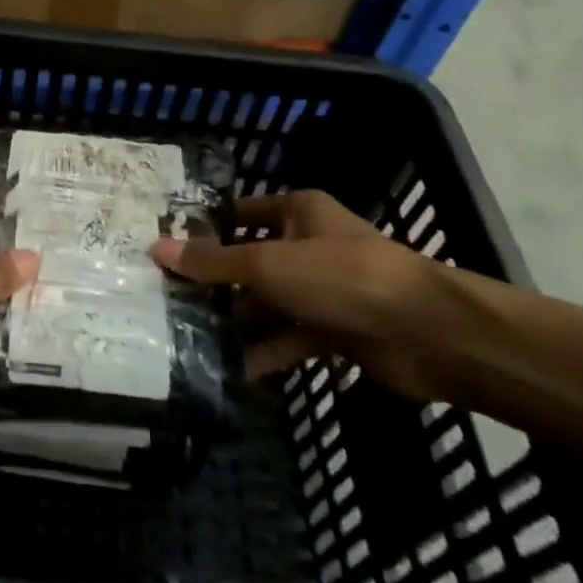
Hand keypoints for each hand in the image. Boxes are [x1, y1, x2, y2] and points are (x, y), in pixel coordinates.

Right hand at [153, 190, 449, 400]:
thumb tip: (155, 249)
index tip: (168, 246)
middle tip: (168, 297)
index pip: (243, 212)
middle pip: (252, 260)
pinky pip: (291, 339)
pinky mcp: (337, 331)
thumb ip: (212, 262)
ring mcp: (325, 291)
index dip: (208, 227)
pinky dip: (267, 352)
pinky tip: (234, 369)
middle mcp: (310, 246)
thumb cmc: (341, 276)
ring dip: (238, 320)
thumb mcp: (267, 264)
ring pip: (270, 302)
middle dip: (216, 281)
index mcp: (299, 213)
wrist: (427, 333)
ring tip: (189, 335)